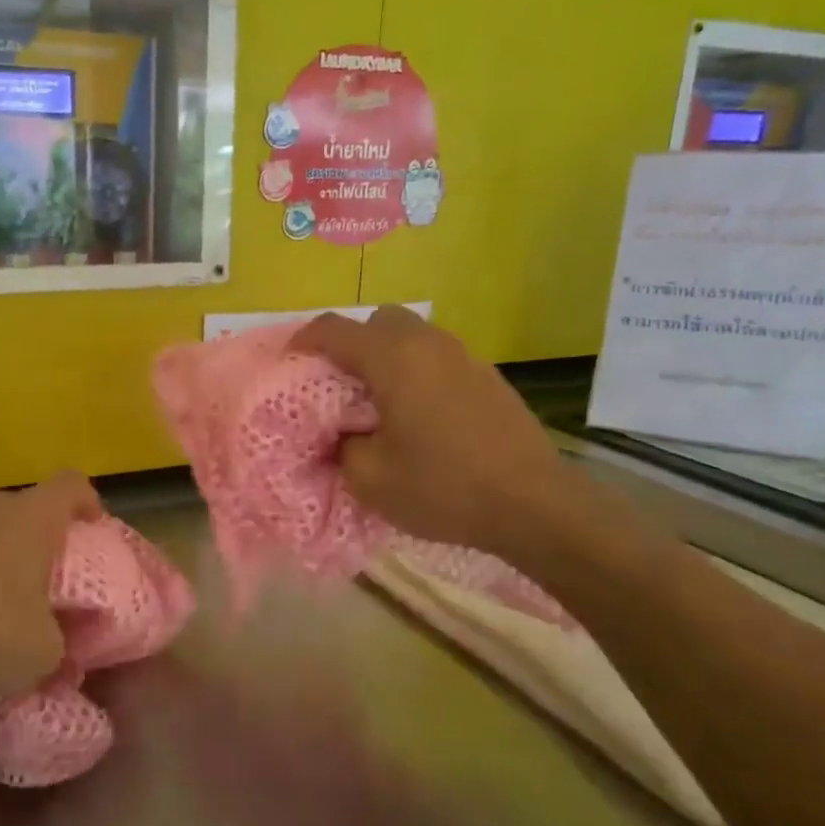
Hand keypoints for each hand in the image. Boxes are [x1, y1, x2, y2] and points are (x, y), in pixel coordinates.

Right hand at [292, 306, 569, 552]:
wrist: (534, 504)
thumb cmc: (442, 487)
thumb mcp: (370, 478)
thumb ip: (342, 447)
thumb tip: (344, 434)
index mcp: (393, 359)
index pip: (335, 329)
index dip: (305, 339)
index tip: (290, 359)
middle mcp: (428, 345)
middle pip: (379, 321)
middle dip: (353, 343)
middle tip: (340, 383)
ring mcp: (465, 357)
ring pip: (414, 337)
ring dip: (389, 357)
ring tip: (380, 401)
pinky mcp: (489, 378)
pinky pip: (439, 359)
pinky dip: (419, 372)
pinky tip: (422, 416)